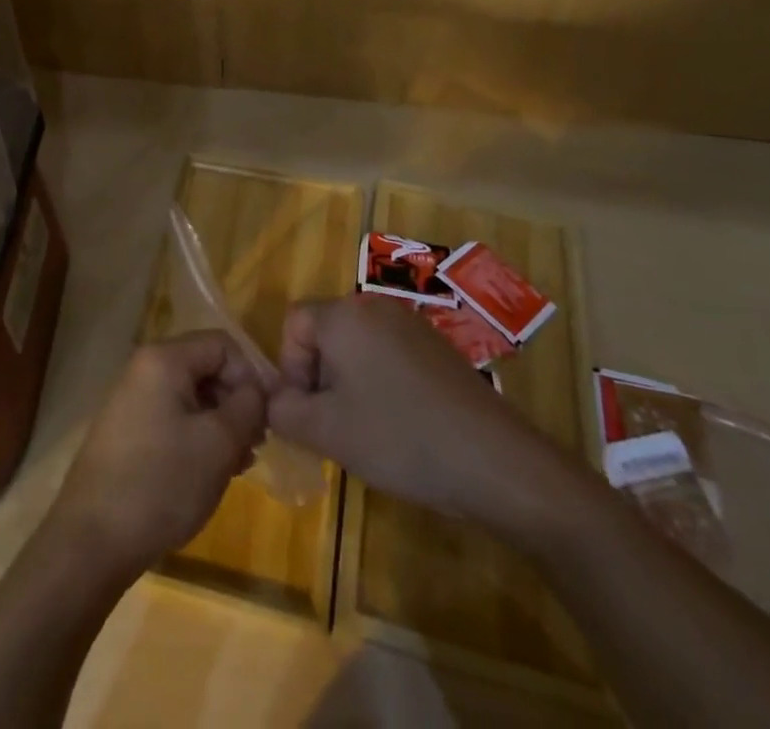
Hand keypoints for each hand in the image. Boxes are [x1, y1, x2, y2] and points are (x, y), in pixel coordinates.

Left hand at [49, 332, 266, 577]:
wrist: (92, 541)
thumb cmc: (162, 482)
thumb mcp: (218, 443)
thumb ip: (247, 406)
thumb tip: (257, 390)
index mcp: (164, 359)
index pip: (222, 345)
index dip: (251, 375)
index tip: (267, 417)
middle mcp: (144, 369)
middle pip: (205, 369)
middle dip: (236, 403)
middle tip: (255, 446)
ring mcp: (132, 401)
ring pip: (191, 398)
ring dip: (220, 425)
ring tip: (238, 466)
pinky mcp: (127, 433)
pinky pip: (172, 420)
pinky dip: (197, 439)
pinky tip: (210, 473)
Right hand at [267, 294, 592, 544]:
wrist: (494, 461)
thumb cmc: (399, 438)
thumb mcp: (326, 431)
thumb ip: (283, 411)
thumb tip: (275, 401)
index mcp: (345, 315)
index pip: (294, 324)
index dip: (290, 368)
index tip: (308, 411)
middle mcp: (376, 306)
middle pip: (326, 333)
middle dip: (320, 378)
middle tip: (335, 426)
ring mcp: (412, 324)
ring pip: (358, 346)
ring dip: (350, 383)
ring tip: (368, 431)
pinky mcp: (438, 347)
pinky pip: (390, 356)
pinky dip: (381, 384)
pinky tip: (402, 427)